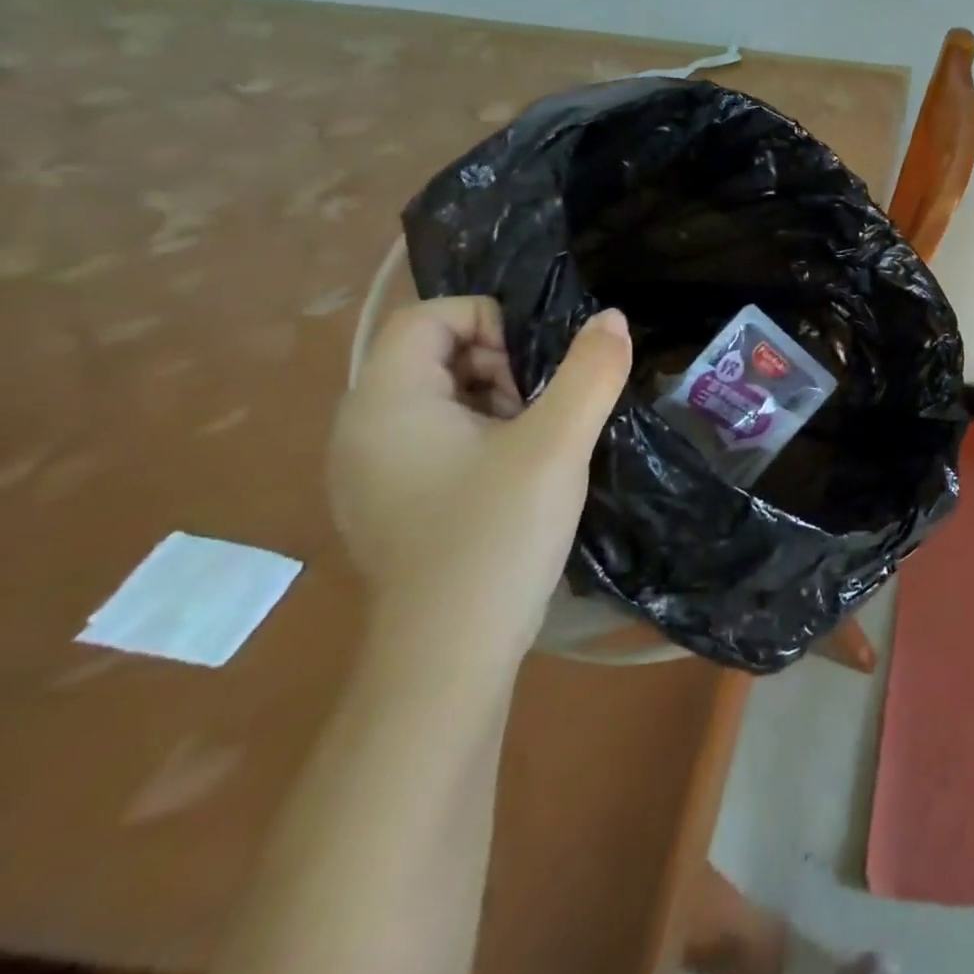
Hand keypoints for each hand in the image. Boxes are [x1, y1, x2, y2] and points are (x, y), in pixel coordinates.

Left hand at [327, 298, 631, 661]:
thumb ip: (590, 372)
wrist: (450, 656)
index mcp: (386, 404)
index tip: (537, 368)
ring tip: (539, 441)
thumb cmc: (496, 536)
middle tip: (544, 407)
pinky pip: (438, 437)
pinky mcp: (392, 500)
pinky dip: (483, 435)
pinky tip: (518, 473)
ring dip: (499, 399)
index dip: (491, 321)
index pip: (429, 316)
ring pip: (442, 396)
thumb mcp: (557, 445)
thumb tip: (611, 317)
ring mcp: (372, 470)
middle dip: (501, 363)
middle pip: (434, 353)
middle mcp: (362, 429)